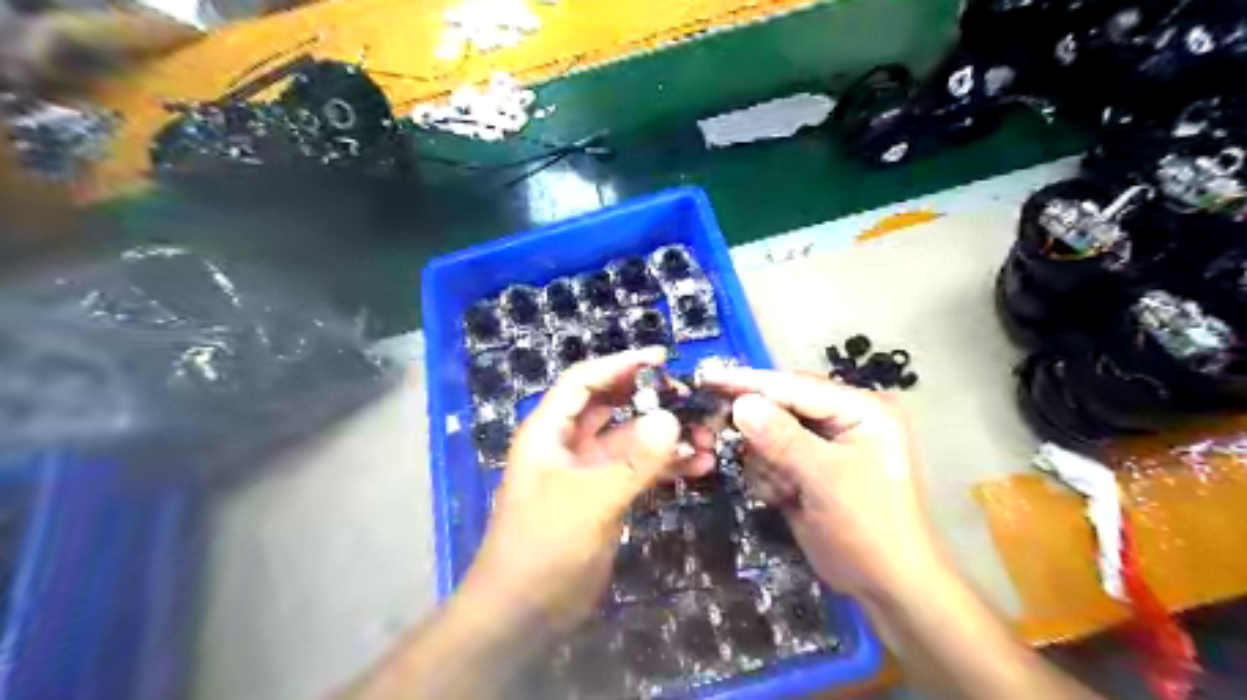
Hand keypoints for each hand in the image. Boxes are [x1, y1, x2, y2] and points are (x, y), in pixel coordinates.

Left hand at [456, 347, 709, 638]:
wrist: (524, 613)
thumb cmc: (544, 547)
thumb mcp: (589, 500)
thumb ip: (633, 461)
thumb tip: (672, 419)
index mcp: (549, 431)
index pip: (584, 381)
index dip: (620, 364)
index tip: (662, 359)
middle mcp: (567, 444)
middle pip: (611, 406)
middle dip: (650, 399)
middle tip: (691, 397)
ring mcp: (587, 472)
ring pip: (630, 440)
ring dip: (665, 436)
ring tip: (707, 437)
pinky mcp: (604, 498)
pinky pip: (637, 470)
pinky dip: (665, 466)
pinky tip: (697, 466)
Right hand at [699, 368, 946, 593]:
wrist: (887, 587)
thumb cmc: (869, 529)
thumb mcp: (826, 479)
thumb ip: (782, 438)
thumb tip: (740, 404)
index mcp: (860, 409)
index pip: (794, 386)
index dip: (749, 382)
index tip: (706, 379)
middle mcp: (841, 419)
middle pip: (778, 406)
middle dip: (755, 429)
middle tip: (716, 436)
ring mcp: (822, 445)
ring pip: (768, 434)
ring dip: (765, 462)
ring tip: (785, 490)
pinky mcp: (806, 468)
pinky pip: (769, 458)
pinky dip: (768, 477)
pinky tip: (785, 498)